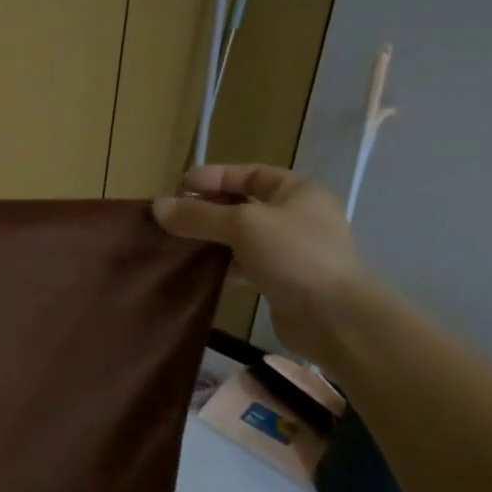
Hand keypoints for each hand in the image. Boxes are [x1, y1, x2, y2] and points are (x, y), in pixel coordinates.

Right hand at [153, 163, 364, 363]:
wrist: (335, 318)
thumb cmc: (293, 255)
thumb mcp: (242, 225)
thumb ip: (198, 215)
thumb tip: (157, 207)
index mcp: (297, 191)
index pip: (248, 173)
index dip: (213, 177)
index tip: (179, 187)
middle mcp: (297, 216)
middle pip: (243, 204)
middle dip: (208, 208)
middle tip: (173, 216)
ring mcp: (292, 249)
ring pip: (242, 236)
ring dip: (212, 237)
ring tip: (178, 241)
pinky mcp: (283, 280)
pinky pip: (246, 263)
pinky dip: (223, 263)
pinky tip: (199, 269)